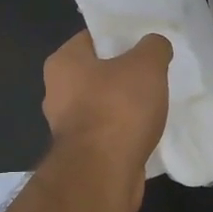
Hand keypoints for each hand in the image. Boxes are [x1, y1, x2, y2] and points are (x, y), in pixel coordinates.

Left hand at [41, 31, 172, 203]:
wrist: (104, 174)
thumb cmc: (118, 108)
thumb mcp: (146, 65)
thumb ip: (153, 47)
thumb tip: (155, 45)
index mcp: (63, 63)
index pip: (92, 38)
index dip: (119, 36)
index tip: (145, 44)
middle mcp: (57, 92)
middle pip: (96, 72)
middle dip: (123, 73)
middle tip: (154, 73)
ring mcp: (66, 126)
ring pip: (102, 105)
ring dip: (124, 106)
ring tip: (155, 103)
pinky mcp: (80, 154)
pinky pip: (107, 133)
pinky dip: (124, 132)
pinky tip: (147, 131)